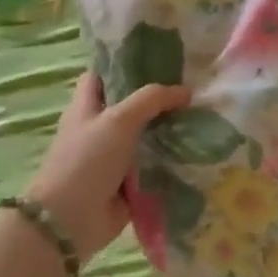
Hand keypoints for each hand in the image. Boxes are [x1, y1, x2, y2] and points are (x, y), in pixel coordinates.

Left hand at [27, 72, 190, 261]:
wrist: (72, 219)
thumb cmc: (86, 161)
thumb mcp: (117, 120)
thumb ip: (151, 100)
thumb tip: (185, 91)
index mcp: (87, 107)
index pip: (104, 75)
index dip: (126, 63)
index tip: (160, 56)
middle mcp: (100, 129)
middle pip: (132, 106)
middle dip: (160, 98)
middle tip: (195, 87)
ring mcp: (116, 157)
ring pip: (148, 136)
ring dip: (171, 130)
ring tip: (205, 116)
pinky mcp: (130, 182)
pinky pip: (156, 166)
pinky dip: (173, 160)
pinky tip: (201, 150)